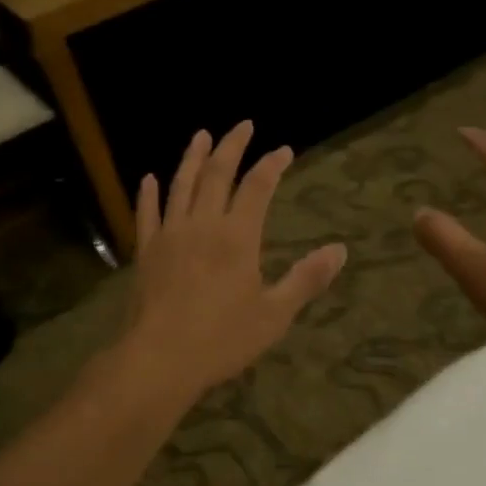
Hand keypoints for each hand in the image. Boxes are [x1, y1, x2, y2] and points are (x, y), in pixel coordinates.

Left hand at [120, 122, 346, 403]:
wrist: (159, 359)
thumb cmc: (222, 339)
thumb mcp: (274, 314)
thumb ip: (306, 279)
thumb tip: (340, 250)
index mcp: (237, 236)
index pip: (257, 187)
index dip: (272, 164)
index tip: (284, 150)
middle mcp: (202, 224)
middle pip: (216, 173)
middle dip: (232, 146)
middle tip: (243, 125)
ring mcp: (169, 235)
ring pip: (181, 185)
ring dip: (192, 157)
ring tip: (201, 135)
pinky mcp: (145, 251)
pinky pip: (146, 213)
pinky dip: (148, 193)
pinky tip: (149, 179)